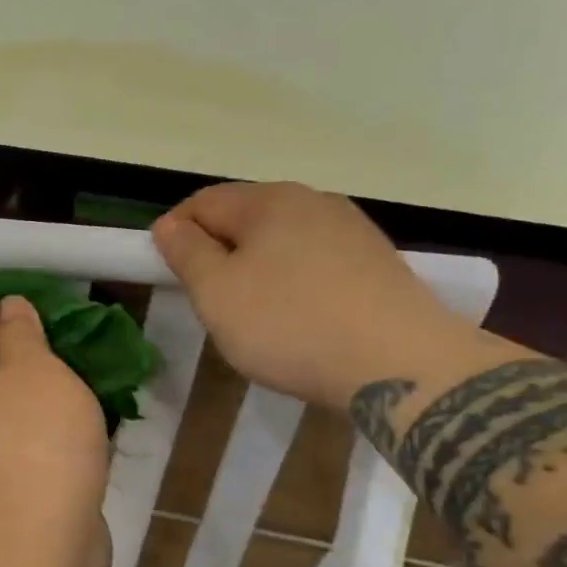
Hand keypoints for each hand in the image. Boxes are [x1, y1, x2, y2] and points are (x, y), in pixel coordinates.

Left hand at [0, 296, 109, 560]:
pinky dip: (30, 460)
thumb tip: (6, 305)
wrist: (35, 554)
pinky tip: (71, 458)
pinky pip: (4, 468)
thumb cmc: (34, 446)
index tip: (37, 339)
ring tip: (78, 414)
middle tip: (64, 374)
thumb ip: (21, 334)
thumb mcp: (37, 372)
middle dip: (18, 380)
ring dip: (29, 422)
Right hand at [152, 181, 472, 409]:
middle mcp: (313, 201)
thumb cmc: (290, 325)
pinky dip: (292, 283)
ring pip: (281, 241)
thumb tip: (169, 225)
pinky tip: (297, 319)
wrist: (401, 365)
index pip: (202, 202)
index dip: (174, 233)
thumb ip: (187, 253)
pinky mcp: (376, 263)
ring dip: (255, 269)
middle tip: (207, 300)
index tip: (166, 273)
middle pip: (245, 218)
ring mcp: (352, 230)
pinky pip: (315, 262)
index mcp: (269, 200)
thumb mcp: (217, 293)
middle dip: (217, 252)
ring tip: (251, 314)